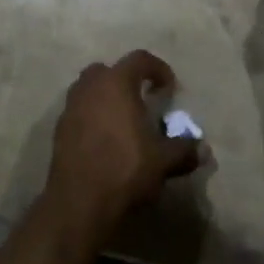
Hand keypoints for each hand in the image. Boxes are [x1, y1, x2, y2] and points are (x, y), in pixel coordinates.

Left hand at [45, 51, 200, 232]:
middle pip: (107, 71)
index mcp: (116, 83)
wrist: (79, 203)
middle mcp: (90, 88)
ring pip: (88, 90)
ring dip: (105, 99)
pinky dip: (91, 119)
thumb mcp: (163, 160)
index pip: (139, 59)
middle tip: (141, 100)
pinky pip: (78, 113)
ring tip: (122, 122)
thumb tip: (204, 149)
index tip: (169, 88)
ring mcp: (70, 108)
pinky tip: (104, 142)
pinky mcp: (59, 132)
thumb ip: (184, 150)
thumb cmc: (125, 170)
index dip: (158, 69)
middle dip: (125, 80)